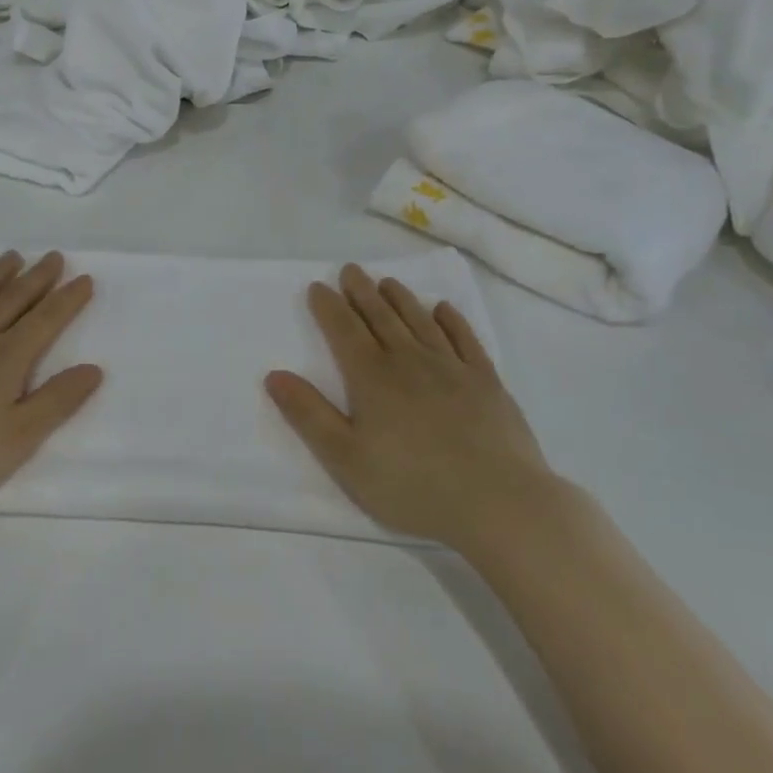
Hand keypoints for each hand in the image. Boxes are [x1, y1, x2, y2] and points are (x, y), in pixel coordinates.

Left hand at [0, 251, 102, 515]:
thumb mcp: (17, 439)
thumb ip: (57, 402)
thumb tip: (94, 369)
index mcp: (5, 359)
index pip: (46, 321)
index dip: (68, 299)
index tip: (85, 279)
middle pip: (12, 299)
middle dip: (37, 277)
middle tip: (53, 256)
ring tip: (12, 257)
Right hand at [266, 265, 556, 548]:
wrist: (498, 502)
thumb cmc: (412, 485)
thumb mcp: (345, 458)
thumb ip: (308, 414)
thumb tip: (275, 375)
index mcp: (372, 377)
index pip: (344, 330)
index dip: (328, 307)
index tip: (318, 287)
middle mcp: (409, 360)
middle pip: (380, 316)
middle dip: (362, 291)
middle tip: (350, 270)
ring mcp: (452, 368)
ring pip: (420, 321)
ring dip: (401, 299)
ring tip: (387, 282)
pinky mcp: (486, 382)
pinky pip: (464, 339)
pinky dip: (451, 320)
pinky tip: (443, 310)